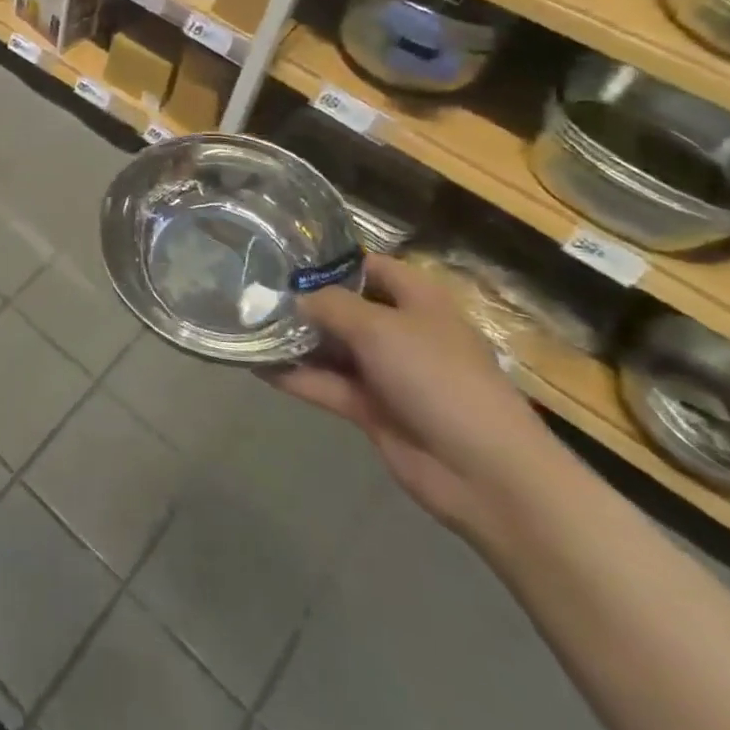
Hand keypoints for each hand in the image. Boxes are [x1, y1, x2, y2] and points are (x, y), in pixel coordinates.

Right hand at [265, 254, 553, 538]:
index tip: (283, 257)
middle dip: (302, 301)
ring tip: (245, 324)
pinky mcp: (372, 408)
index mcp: (417, 299)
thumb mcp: (378, 328)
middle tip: (251, 290)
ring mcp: (386, 372)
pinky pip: (326, 384)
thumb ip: (330, 306)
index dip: (331, 262)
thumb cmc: (437, 378)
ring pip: (331, 347)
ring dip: (294, 339)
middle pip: (345, 307)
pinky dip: (296, 376)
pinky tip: (255, 365)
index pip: (370, 267)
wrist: (484, 472)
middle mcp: (401, 330)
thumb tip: (294, 299)